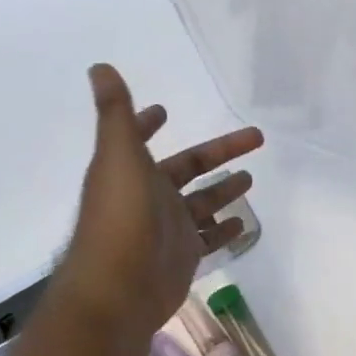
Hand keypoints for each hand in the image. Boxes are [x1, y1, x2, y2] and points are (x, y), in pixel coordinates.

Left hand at [57, 64, 263, 334]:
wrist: (119, 289)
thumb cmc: (121, 218)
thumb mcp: (119, 156)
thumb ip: (117, 114)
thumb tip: (99, 66)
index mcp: (129, 170)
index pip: (140, 139)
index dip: (147, 124)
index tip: (162, 111)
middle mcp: (148, 196)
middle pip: (188, 168)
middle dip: (218, 153)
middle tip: (255, 137)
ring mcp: (167, 228)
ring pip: (202, 203)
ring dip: (223, 190)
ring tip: (250, 178)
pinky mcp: (183, 256)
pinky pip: (209, 239)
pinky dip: (224, 230)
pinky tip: (243, 223)